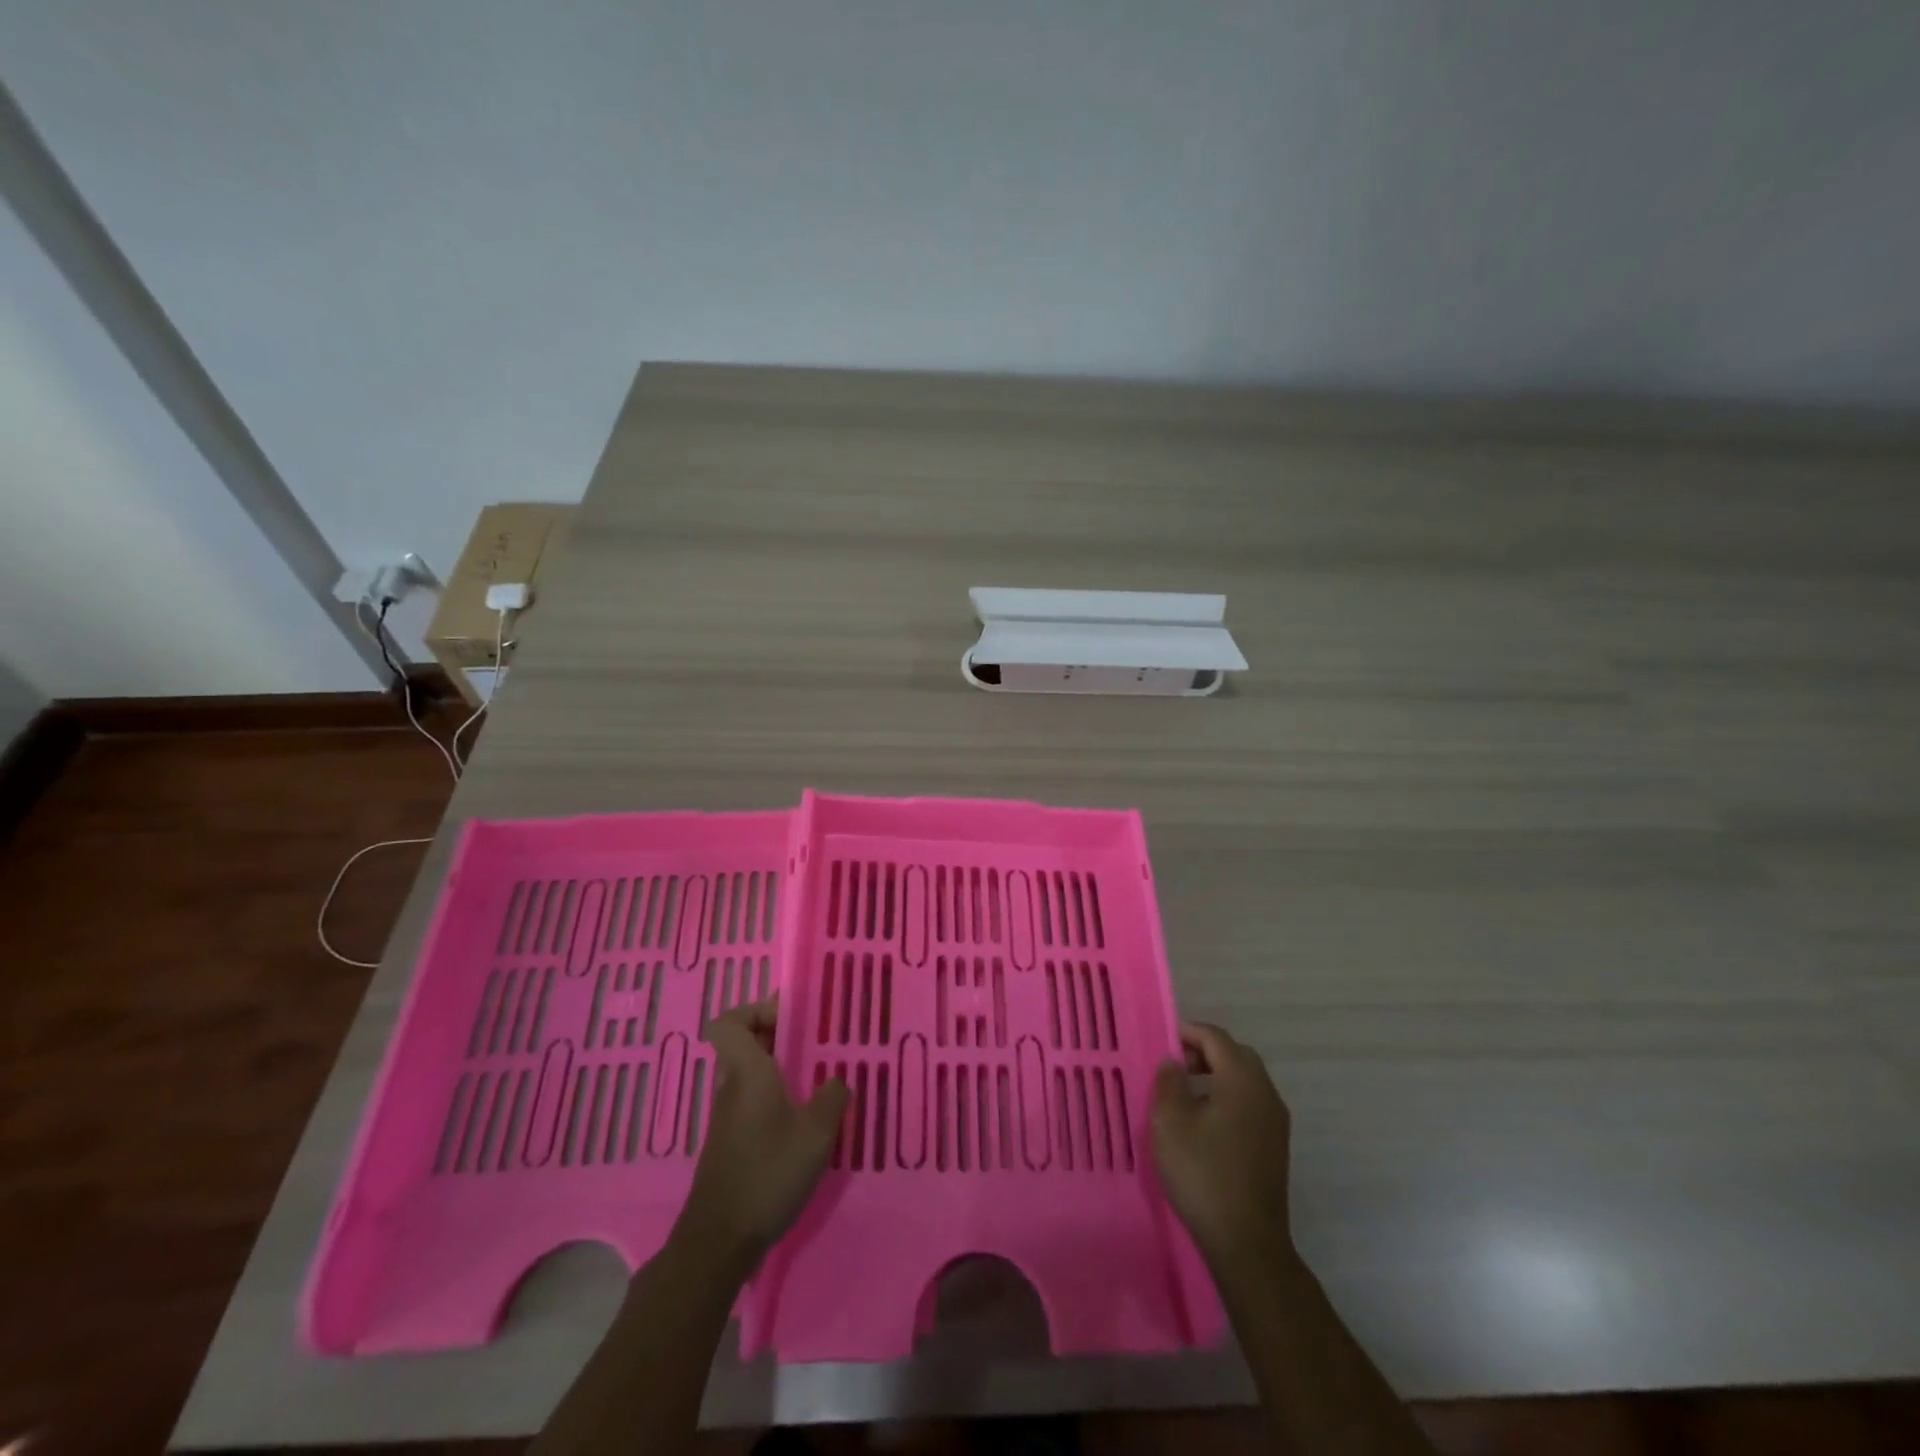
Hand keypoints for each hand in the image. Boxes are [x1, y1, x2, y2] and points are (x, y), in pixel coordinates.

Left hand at [680, 999, 848, 1265]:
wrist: (720, 1240)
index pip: (728, 1022)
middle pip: (743, 1043)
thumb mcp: (815, 1134)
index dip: (754, 1010)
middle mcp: (731, 1086)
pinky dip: (774, 1096)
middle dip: (777, 1035)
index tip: (789, 1016)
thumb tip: (836, 1081)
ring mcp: (727, 1116)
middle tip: (815, 1041)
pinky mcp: (730, 1141)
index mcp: (747, 1072)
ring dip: (777, 1067)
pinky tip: (802, 1118)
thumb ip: (831, 1099)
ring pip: (748, 1072)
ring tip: (816, 1077)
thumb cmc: (768, 1173)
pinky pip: (751, 1099)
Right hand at [1151, 1022, 1294, 1278]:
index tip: (1162, 1041)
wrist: (1246, 1241)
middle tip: (1174, 1065)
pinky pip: (1250, 1103)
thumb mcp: (1170, 1122)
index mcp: (1242, 1079)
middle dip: (1204, 1052)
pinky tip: (1205, 1121)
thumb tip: (1174, 1063)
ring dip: (1216, 1075)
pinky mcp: (1275, 1145)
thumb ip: (1169, 1082)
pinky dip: (1227, 1097)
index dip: (1188, 1032)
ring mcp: (1275, 1121)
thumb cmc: (1203, 1173)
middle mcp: (1265, 1092)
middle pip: (1235, 1054)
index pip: (1215, 1037)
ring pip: (1245, 1080)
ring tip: (1185, 1093)